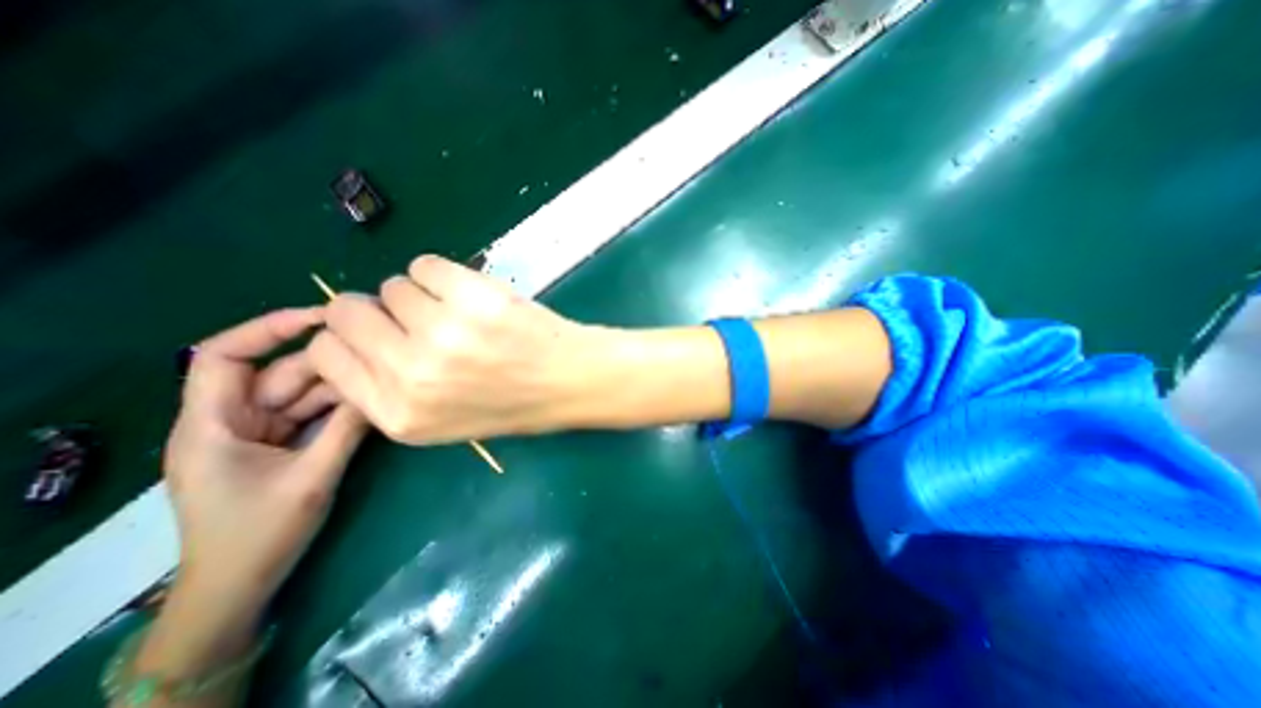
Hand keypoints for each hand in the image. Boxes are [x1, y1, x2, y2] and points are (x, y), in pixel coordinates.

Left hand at [162, 311, 370, 625]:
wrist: (239, 585)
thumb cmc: (260, 534)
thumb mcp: (312, 478)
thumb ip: (346, 429)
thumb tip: (379, 387)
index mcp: (212, 424)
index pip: (223, 355)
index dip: (269, 327)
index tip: (324, 316)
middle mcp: (230, 419)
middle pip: (278, 373)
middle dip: (326, 363)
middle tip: (378, 354)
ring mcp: (257, 432)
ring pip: (301, 393)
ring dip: (340, 386)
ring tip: (384, 376)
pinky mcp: (278, 444)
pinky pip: (310, 413)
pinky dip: (339, 406)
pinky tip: (371, 400)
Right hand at [306, 255, 619, 443]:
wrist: (569, 381)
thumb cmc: (512, 402)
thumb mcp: (441, 419)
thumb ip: (390, 388)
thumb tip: (351, 338)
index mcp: (399, 413)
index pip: (328, 354)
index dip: (350, 337)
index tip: (376, 331)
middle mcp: (412, 375)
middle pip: (348, 312)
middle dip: (377, 310)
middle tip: (418, 316)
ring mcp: (444, 333)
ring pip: (393, 286)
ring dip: (421, 295)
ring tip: (459, 313)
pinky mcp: (474, 299)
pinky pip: (426, 265)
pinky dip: (444, 275)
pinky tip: (472, 296)